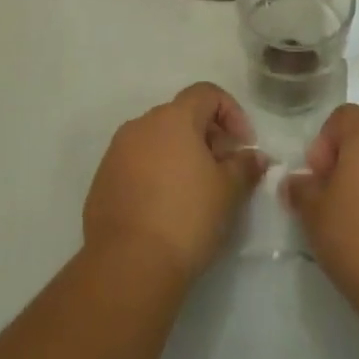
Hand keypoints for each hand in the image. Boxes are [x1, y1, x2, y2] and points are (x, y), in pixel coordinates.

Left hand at [82, 83, 266, 284]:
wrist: (127, 265)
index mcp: (173, 117)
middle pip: (181, 115)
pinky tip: (166, 208)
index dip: (231, 112)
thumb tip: (255, 157)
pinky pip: (137, 163)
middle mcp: (141, 124)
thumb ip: (244, 166)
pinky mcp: (103, 179)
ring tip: (196, 191)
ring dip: (180, 155)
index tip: (243, 145)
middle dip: (207, 136)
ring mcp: (117, 151)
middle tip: (224, 171)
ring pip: (157, 140)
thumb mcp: (228, 192)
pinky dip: (156, 174)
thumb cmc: (186, 217)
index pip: (206, 93)